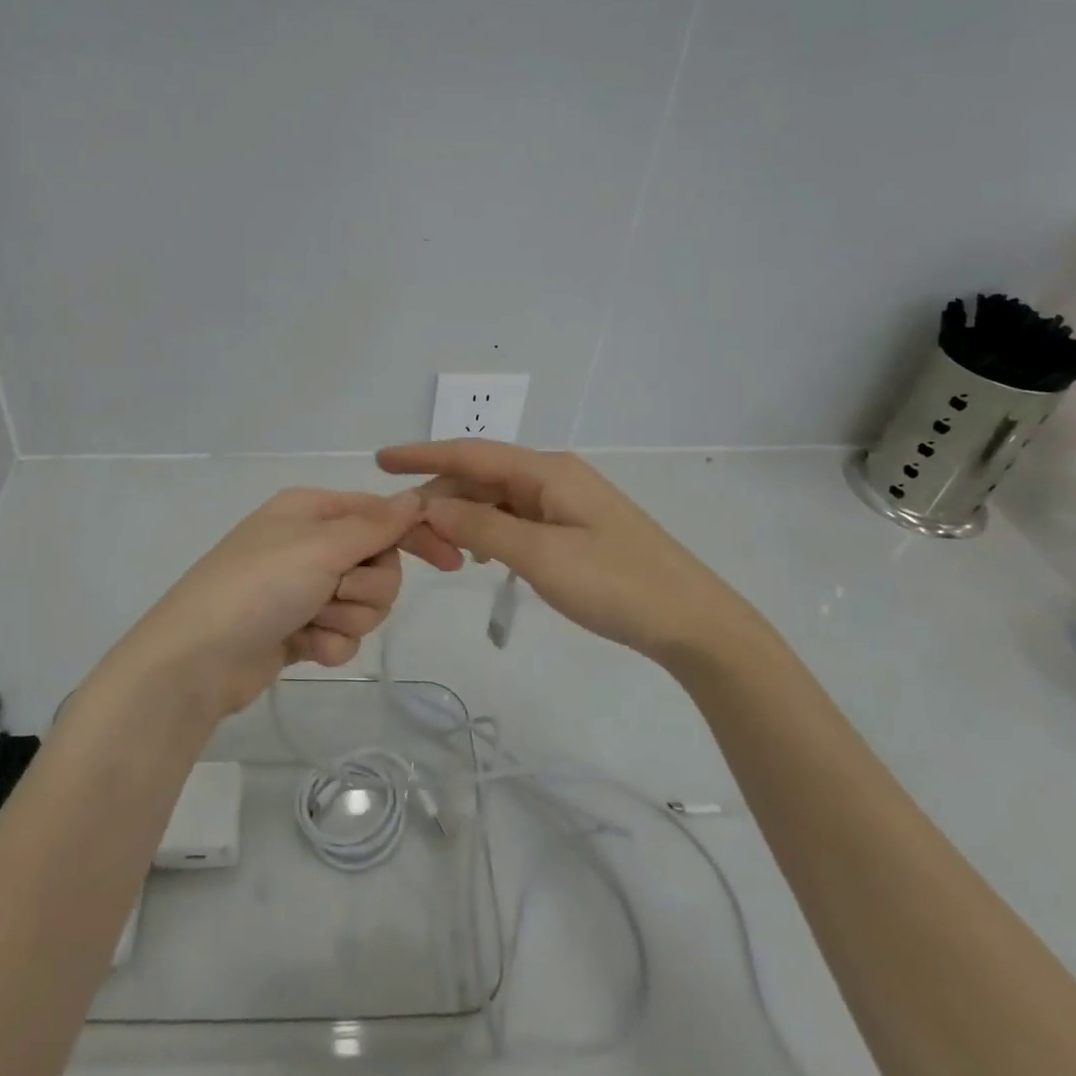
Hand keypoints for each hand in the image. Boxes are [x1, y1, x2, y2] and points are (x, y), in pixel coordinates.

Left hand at [114, 488, 440, 717]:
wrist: (196, 660)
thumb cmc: (258, 586)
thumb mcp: (319, 547)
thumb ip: (374, 525)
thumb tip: (415, 497)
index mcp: (312, 511)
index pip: (380, 514)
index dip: (415, 534)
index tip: (452, 560)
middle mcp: (310, 544)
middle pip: (379, 564)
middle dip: (367, 587)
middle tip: (337, 593)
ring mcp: (303, 589)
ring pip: (365, 604)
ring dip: (346, 618)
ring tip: (312, 622)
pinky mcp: (299, 629)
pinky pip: (342, 635)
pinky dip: (329, 644)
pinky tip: (303, 648)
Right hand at [376, 440, 763, 670]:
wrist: (694, 622)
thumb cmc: (618, 585)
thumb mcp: (541, 557)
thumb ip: (481, 527)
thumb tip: (430, 504)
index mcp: (547, 471)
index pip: (471, 453)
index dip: (423, 455)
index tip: (380, 460)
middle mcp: (554, 476)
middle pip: (481, 476)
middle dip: (440, 497)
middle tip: (405, 532)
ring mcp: (566, 502)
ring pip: (497, 499)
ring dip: (463, 517)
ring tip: (436, 548)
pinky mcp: (574, 528)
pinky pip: (516, 519)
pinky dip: (489, 531)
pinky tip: (478, 555)